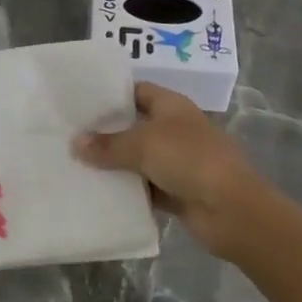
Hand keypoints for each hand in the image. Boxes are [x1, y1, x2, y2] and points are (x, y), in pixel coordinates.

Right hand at [73, 82, 276, 262]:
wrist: (232, 210)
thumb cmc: (189, 159)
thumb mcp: (142, 145)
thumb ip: (108, 145)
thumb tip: (75, 143)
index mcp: (172, 106)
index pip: (137, 91)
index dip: (112, 95)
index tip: (81, 102)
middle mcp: (175, 130)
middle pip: (135, 126)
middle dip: (107, 133)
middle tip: (70, 135)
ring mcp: (178, 162)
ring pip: (139, 160)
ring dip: (115, 165)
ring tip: (76, 164)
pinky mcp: (178, 192)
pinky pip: (145, 188)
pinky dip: (127, 191)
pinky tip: (99, 193)